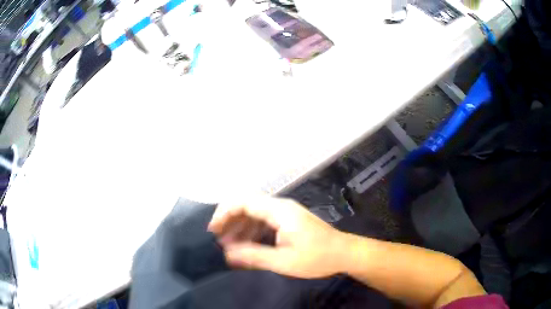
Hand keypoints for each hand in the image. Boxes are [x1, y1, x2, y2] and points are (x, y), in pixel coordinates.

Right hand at [208, 197, 349, 277]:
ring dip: (240, 227)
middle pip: (247, 206)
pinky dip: (252, 231)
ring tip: (229, 246)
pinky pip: (265, 222)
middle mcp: (281, 207)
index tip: (213, 230)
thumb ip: (254, 256)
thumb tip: (228, 254)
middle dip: (230, 221)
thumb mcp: (284, 261)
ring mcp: (286, 214)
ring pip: (255, 214)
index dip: (224, 213)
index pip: (243, 202)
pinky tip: (247, 245)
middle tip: (219, 240)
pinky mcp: (290, 221)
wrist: (345, 254)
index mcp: (279, 211)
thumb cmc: (317, 257)